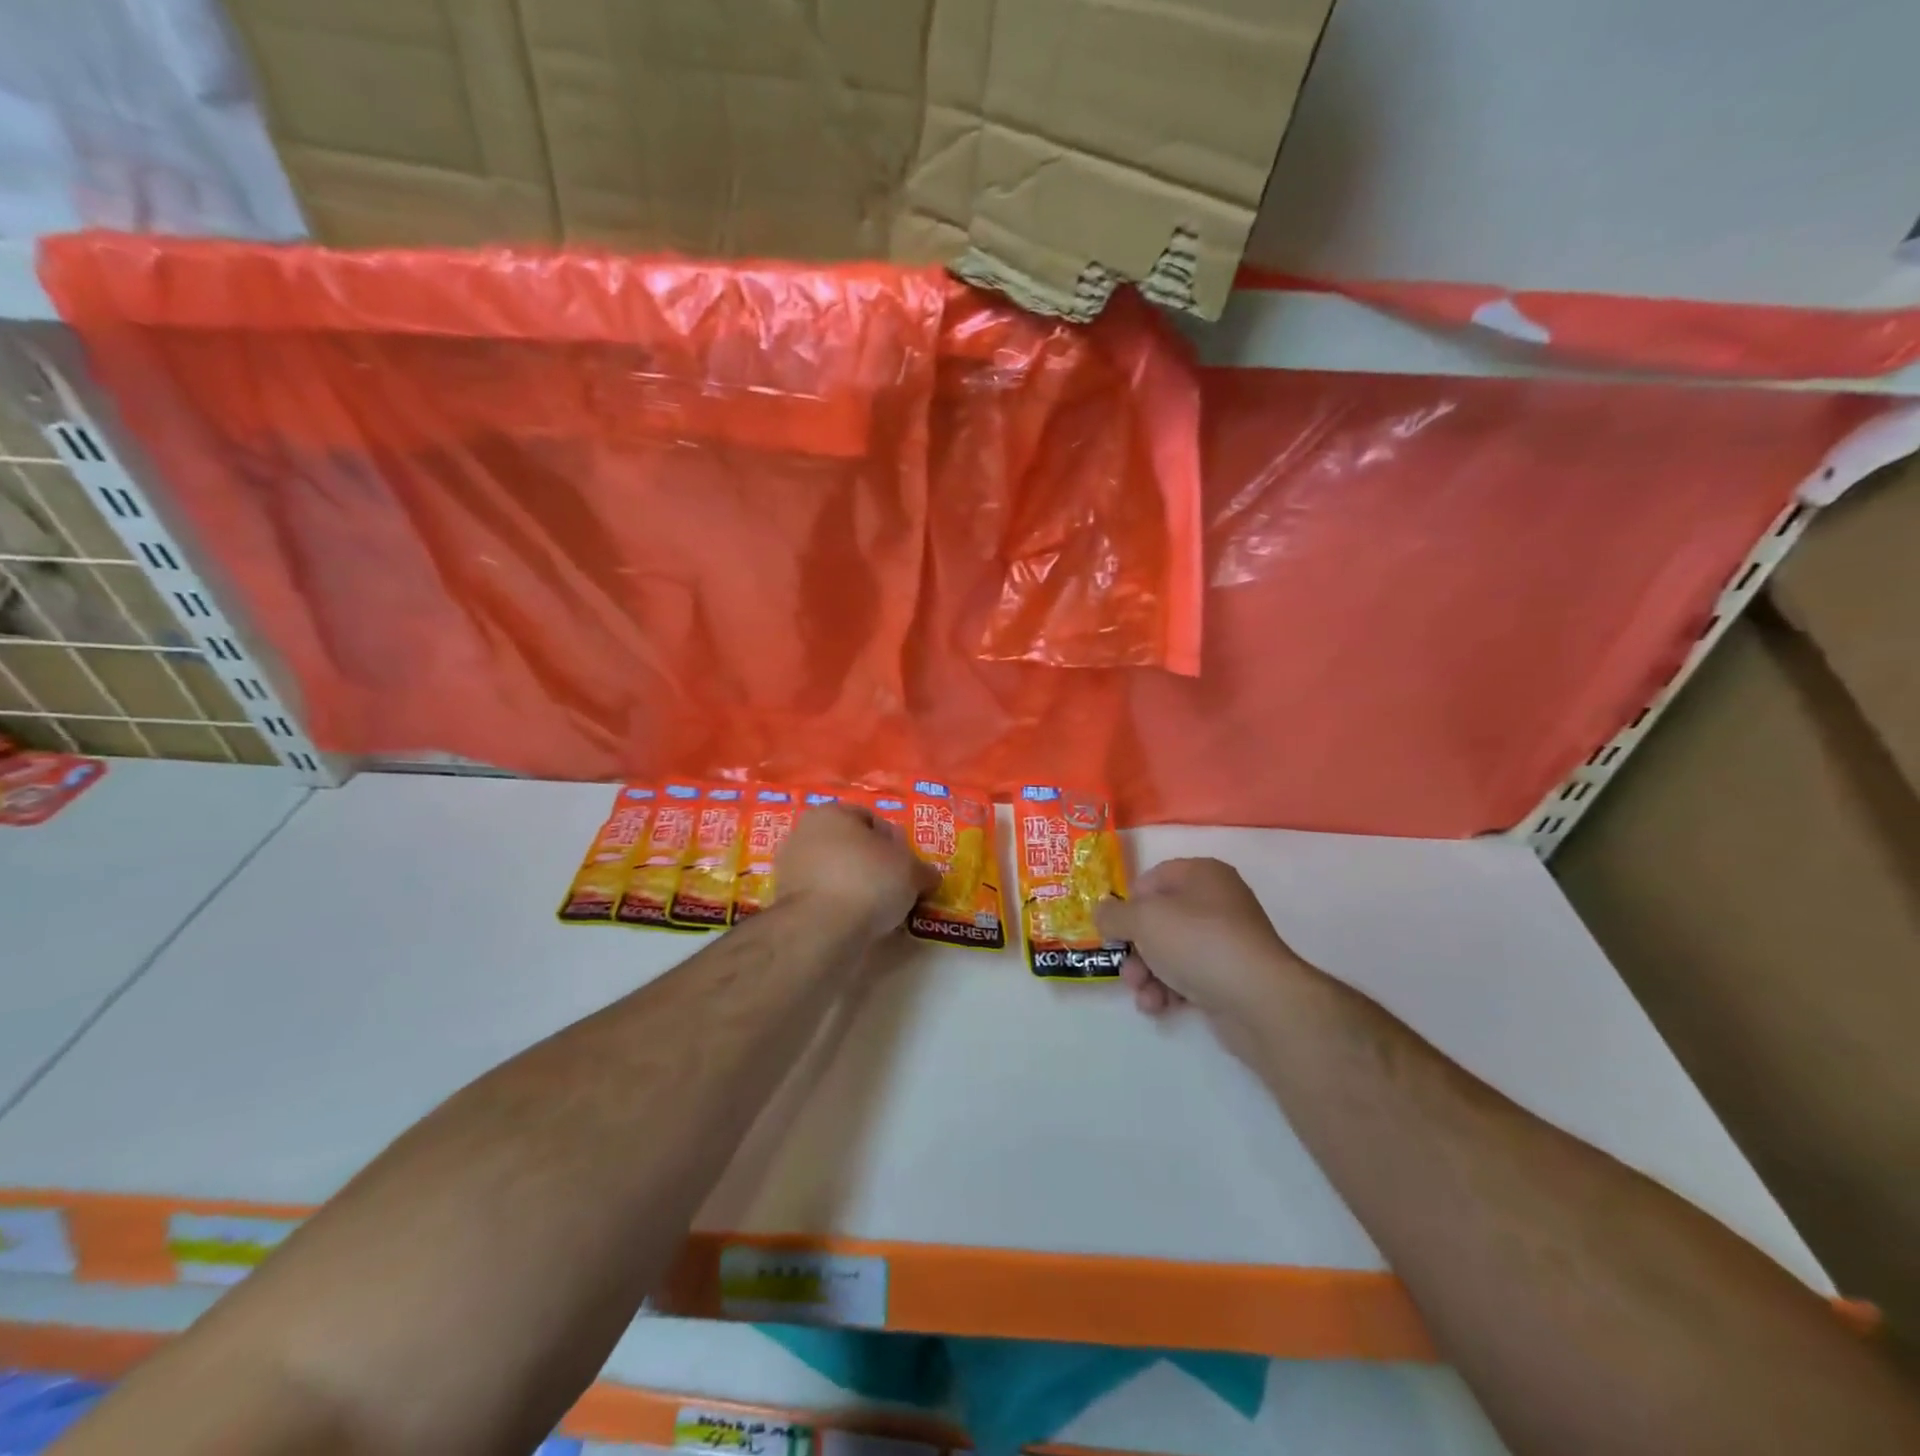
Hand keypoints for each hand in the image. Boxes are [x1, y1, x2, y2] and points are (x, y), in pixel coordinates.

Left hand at [776, 804, 936, 939]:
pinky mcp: (783, 900)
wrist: (821, 928)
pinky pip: (821, 897)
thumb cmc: (869, 881)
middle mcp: (804, 832)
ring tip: (876, 909)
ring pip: (833, 872)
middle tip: (894, 888)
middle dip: (871, 864)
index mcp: (831, 812)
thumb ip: (922, 870)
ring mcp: (789, 867)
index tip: (906, 867)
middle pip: (849, 846)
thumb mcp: (910, 871)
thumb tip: (928, 877)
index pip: (871, 820)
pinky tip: (854, 921)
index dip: (894, 843)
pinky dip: (837, 905)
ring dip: (853, 886)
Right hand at [1095, 858, 1309, 1020]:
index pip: (1153, 879)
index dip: (1129, 904)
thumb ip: (1114, 914)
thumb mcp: (1143, 920)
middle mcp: (1216, 902)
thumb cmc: (1197, 942)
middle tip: (1127, 969)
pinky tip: (1159, 1007)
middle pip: (1159, 920)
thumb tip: (1101, 912)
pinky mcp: (1230, 976)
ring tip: (1143, 994)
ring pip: (1170, 952)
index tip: (1114, 929)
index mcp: (1201, 874)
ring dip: (1147, 974)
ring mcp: (1226, 940)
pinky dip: (1169, 990)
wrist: (1258, 999)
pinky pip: (1189, 976)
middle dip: (1135, 949)